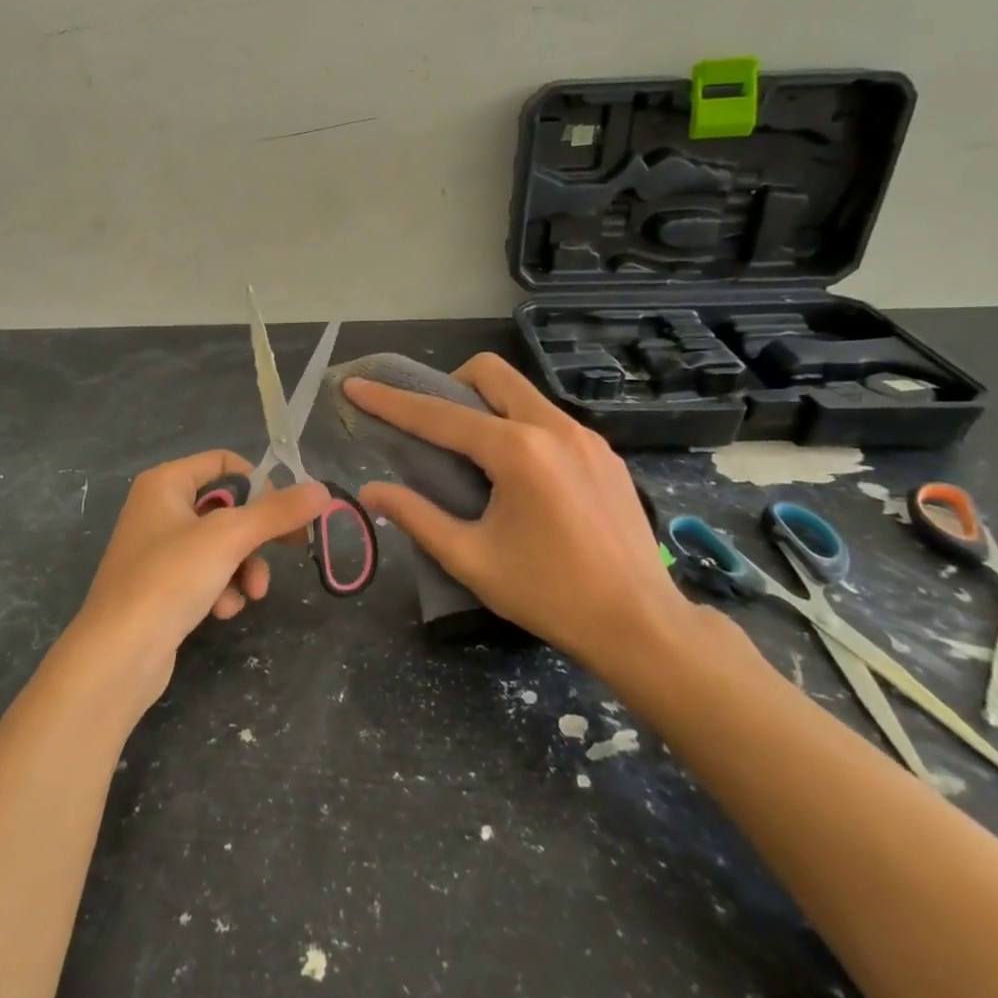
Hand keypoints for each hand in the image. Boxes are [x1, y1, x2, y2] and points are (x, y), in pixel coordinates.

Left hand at [62, 451, 329, 714]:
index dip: (259, 480)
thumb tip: (321, 489)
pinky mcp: (162, 588)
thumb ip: (277, 512)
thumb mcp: (229, 537)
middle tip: (294, 547)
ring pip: (220, 547)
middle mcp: (159, 509)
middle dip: (257, 535)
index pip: (222, 462)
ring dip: (243, 568)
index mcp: (165, 483)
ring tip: (250, 593)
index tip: (290, 506)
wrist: (118, 655)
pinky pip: (205, 576)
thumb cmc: (170, 578)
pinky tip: (220, 611)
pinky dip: (220, 590)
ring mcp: (158, 551)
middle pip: (227, 508)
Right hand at [343, 354, 691, 674]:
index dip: (390, 401)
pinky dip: (518, 427)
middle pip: (490, 373)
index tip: (356, 386)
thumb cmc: (550, 595)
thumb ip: (417, 517)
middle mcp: (554, 427)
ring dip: (486, 406)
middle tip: (432, 425)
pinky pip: (548, 419)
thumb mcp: (471, 559)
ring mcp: (586, 437)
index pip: (439, 415)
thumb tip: (372, 490)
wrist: (642, 625)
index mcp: (518, 451)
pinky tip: (518, 476)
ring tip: (472, 454)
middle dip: (449, 384)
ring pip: (522, 393)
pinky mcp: (605, 453)